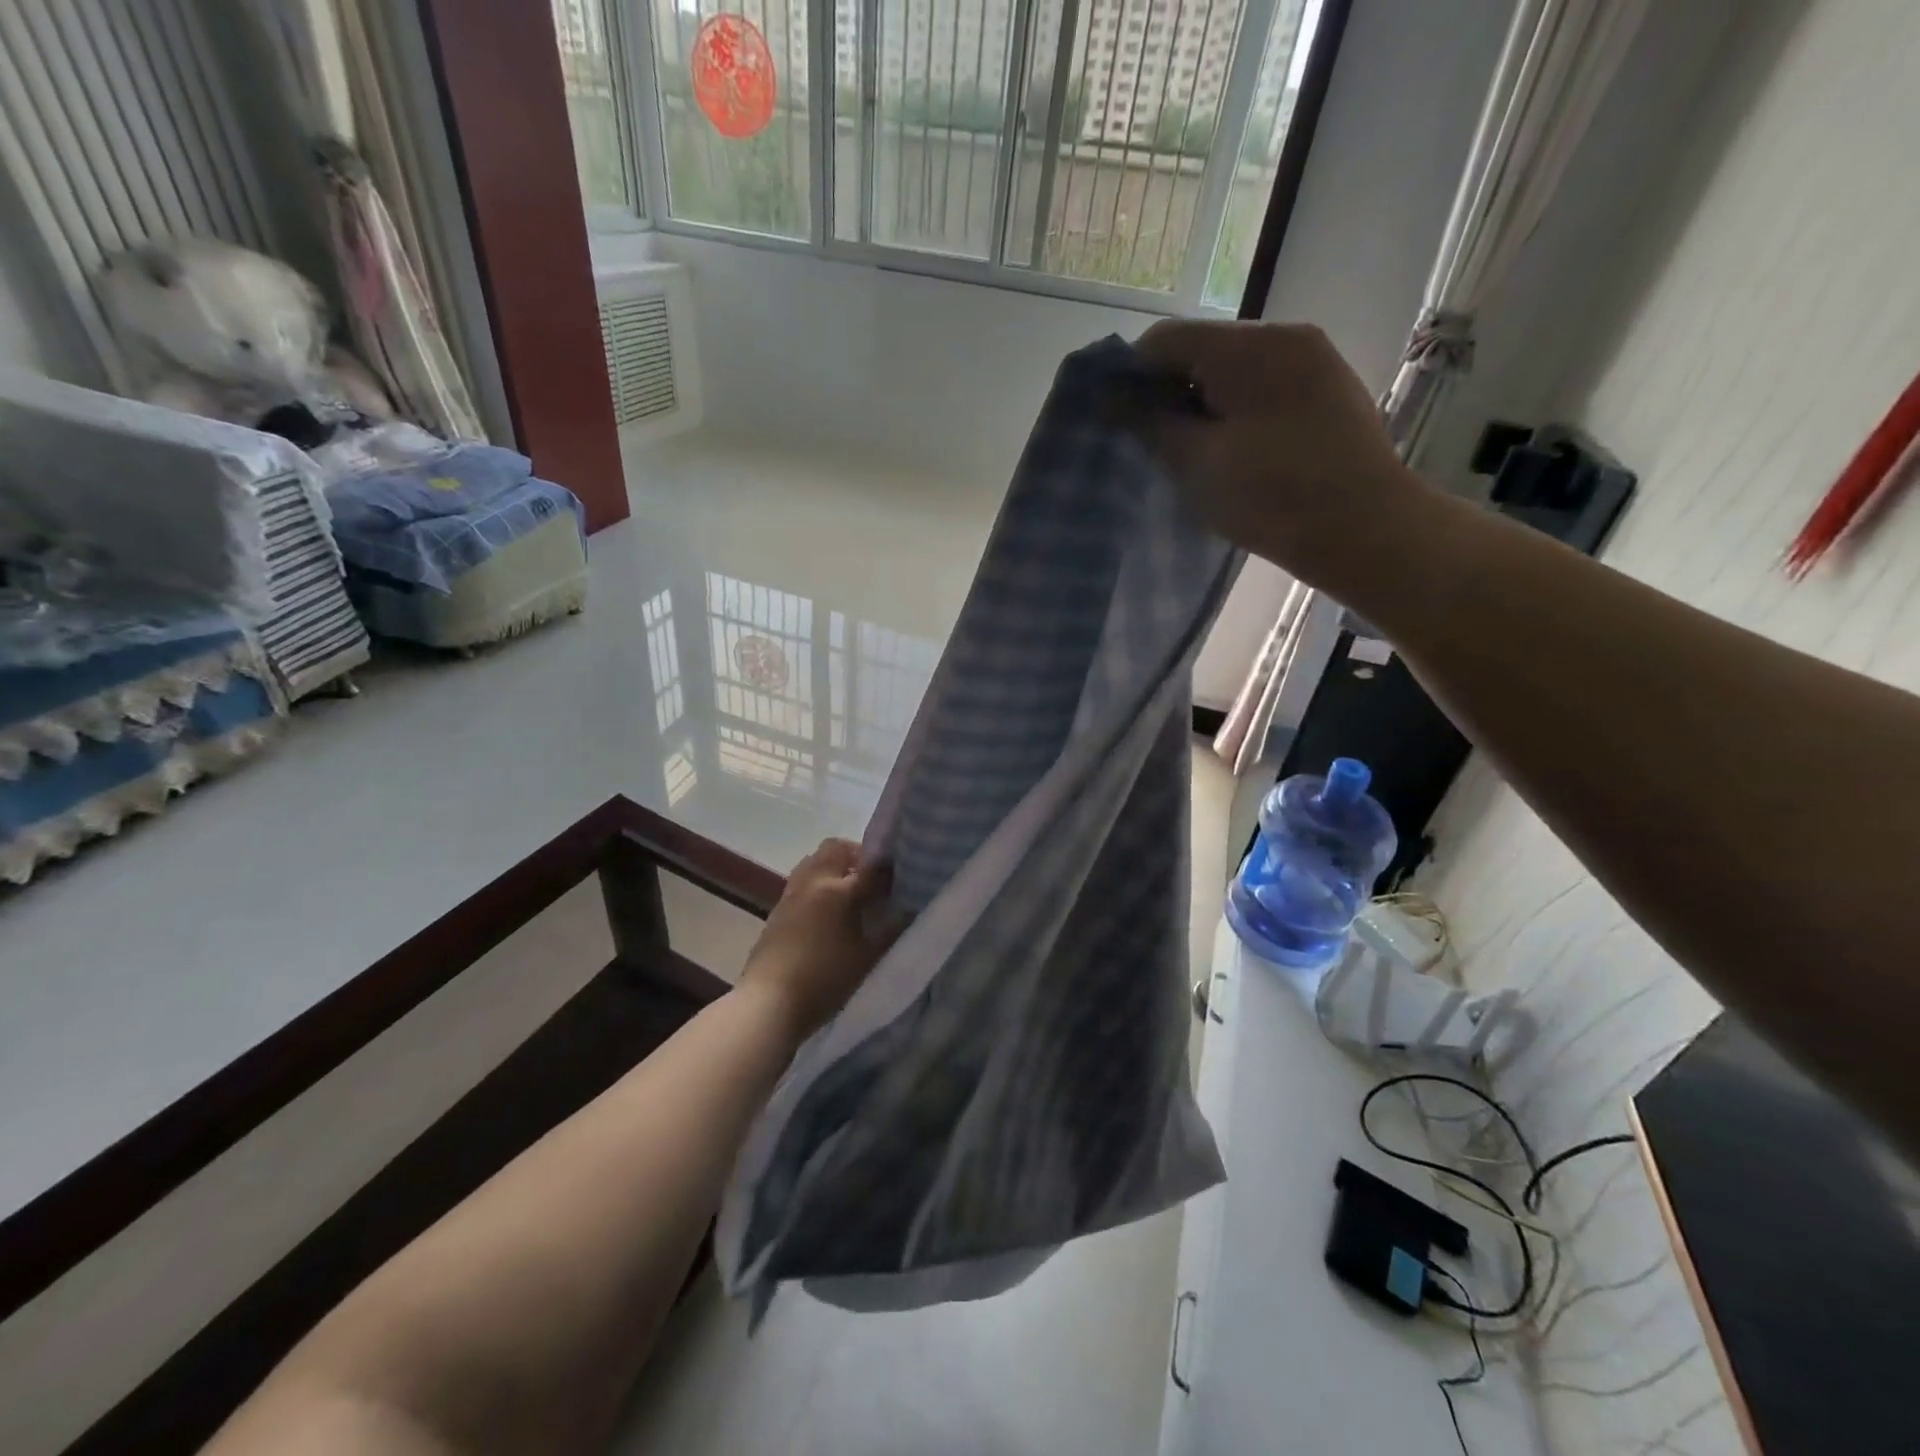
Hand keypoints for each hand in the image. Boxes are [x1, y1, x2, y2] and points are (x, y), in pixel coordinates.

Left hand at [741, 839, 901, 1039]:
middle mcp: (814, 881)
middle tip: (873, 879)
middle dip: (858, 855)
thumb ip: (892, 930)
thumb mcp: (867, 958)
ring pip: (815, 861)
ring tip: (850, 892)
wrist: (767, 1003)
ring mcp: (791, 893)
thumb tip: (909, 910)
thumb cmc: (824, 980)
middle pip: (836, 848)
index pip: (872, 866)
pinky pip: (801, 880)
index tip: (904, 876)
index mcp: (839, 890)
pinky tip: (827, 910)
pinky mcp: (777, 909)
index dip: (891, 868)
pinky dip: (818, 883)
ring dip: (834, 866)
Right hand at [1136, 320, 1433, 590]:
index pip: (1165, 340)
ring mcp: (1314, 358)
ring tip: (1193, 450)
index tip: (1115, 420)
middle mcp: (1283, 335)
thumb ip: (1151, 424)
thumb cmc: (1272, 498)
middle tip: (1152, 442)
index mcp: (1248, 347)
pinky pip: (1266, 383)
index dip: (1130, 376)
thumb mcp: (1197, 464)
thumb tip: (1113, 399)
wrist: (1365, 529)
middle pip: (1203, 348)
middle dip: (1169, 390)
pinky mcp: (1330, 386)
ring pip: (1235, 367)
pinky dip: (1238, 406)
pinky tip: (1234, 447)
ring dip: (1204, 400)